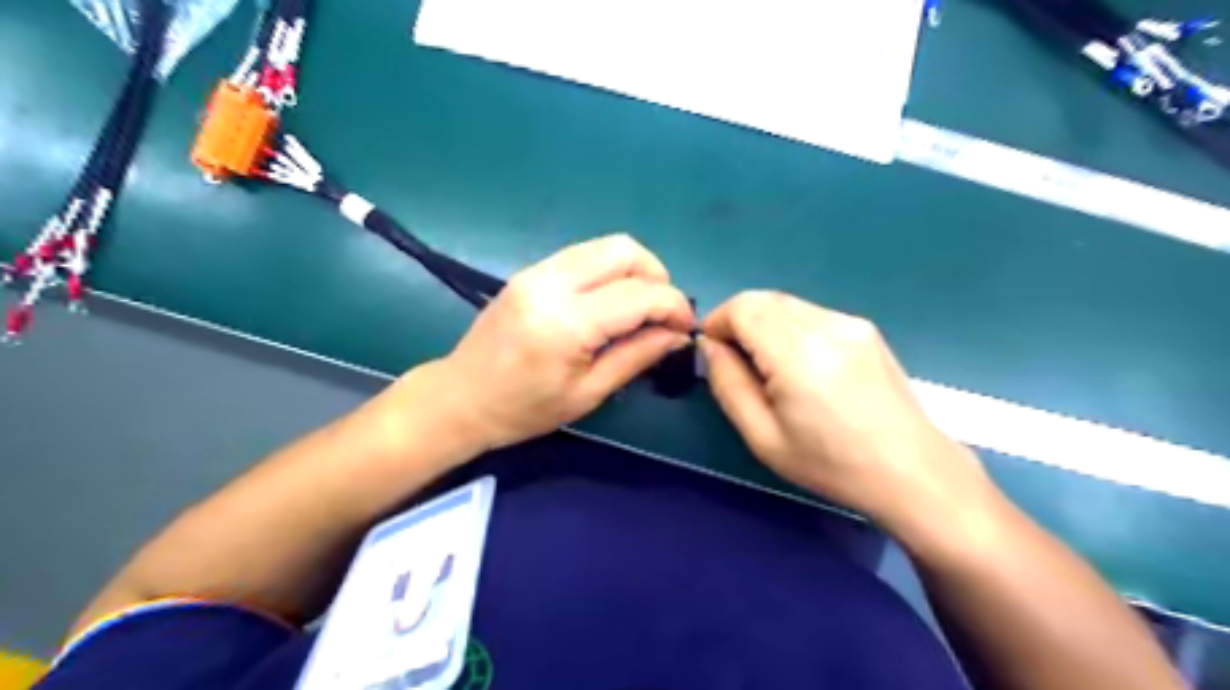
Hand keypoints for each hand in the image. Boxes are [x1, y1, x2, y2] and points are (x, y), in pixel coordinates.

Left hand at [411, 233, 691, 454]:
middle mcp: (552, 283)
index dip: (673, 306)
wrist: (461, 397)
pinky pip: (584, 255)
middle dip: (657, 277)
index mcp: (567, 322)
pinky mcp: (531, 270)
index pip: (639, 294)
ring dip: (635, 270)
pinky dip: (609, 271)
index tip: (685, 327)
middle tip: (662, 313)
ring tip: (641, 307)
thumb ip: (637, 356)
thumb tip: (677, 335)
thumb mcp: (588, 393)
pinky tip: (611, 302)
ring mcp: (538, 270)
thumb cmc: (524, 410)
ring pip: (605, 246)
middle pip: (625, 250)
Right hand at [696, 291, 992, 532]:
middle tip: (737, 363)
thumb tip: (710, 346)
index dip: (717, 322)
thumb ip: (727, 384)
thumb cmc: (831, 463)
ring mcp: (850, 322)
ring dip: (764, 324)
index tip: (713, 352)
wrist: (912, 471)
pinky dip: (790, 327)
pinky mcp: (865, 328)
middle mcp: (825, 324)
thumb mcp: (763, 436)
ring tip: (770, 368)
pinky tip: (802, 366)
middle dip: (738, 321)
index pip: (742, 307)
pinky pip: (811, 313)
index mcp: (798, 353)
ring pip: (786, 303)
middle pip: (763, 299)